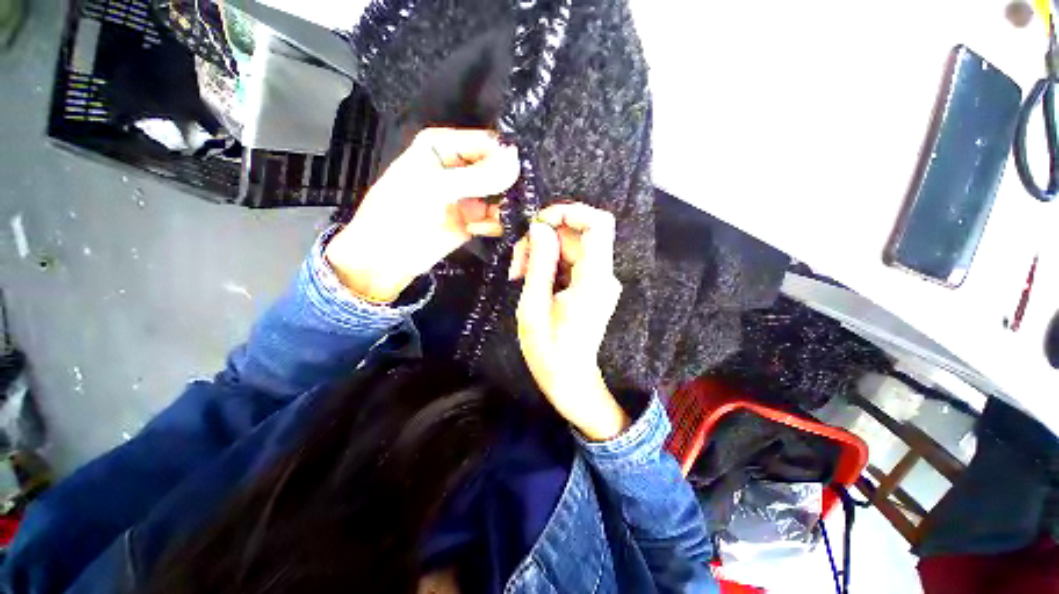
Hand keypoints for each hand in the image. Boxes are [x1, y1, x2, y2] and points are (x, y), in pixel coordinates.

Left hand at [326, 128, 519, 301]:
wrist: (386, 259)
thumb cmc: (400, 214)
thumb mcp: (436, 188)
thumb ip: (478, 176)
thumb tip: (517, 160)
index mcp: (444, 146)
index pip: (488, 143)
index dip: (506, 156)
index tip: (522, 174)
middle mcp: (460, 167)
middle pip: (498, 168)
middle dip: (510, 183)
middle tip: (520, 197)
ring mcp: (469, 195)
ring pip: (501, 194)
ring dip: (506, 206)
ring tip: (505, 216)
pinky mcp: (474, 220)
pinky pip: (496, 217)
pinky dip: (499, 223)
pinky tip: (490, 229)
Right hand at [512, 203, 629, 440]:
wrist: (570, 380)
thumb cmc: (548, 351)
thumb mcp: (534, 306)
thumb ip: (539, 264)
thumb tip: (540, 228)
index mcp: (594, 280)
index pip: (598, 225)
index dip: (570, 212)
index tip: (539, 222)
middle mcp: (604, 275)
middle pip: (576, 236)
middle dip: (543, 239)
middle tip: (516, 264)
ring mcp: (599, 281)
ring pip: (571, 247)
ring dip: (542, 253)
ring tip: (519, 275)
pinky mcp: (592, 286)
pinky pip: (571, 261)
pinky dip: (550, 264)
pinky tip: (532, 280)